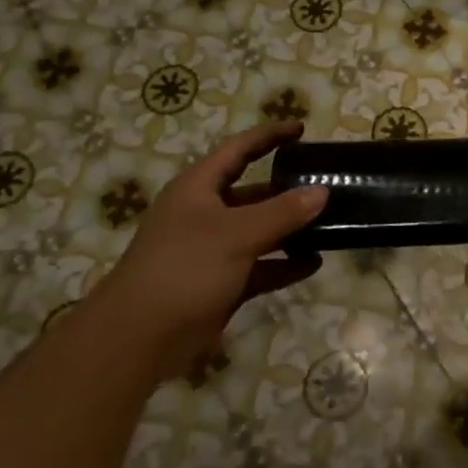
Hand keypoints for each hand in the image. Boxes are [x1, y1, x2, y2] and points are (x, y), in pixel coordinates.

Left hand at [102, 122, 327, 353]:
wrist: (138, 338)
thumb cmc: (185, 268)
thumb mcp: (237, 234)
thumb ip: (283, 211)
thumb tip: (322, 191)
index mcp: (198, 188)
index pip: (239, 150)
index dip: (269, 136)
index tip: (301, 129)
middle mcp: (204, 213)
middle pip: (252, 191)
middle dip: (286, 188)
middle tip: (324, 182)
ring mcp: (212, 250)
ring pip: (258, 230)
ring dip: (290, 228)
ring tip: (329, 222)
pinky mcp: (220, 282)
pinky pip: (260, 265)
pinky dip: (284, 263)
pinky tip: (314, 263)